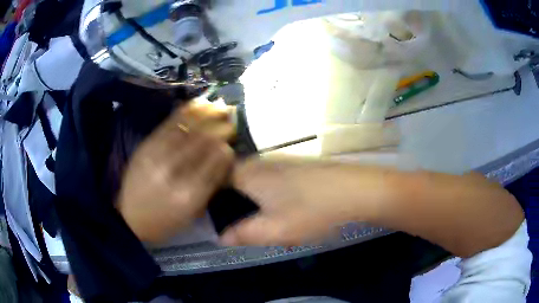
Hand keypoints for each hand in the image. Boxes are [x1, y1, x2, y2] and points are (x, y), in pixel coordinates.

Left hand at [117, 103, 234, 242]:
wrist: (130, 218)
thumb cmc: (166, 221)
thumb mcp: (193, 213)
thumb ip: (211, 186)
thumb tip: (225, 157)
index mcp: (190, 194)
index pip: (216, 162)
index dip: (226, 147)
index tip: (232, 139)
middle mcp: (175, 173)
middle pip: (202, 141)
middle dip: (219, 125)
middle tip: (229, 115)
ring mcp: (157, 157)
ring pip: (187, 129)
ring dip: (205, 114)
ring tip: (216, 104)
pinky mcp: (145, 147)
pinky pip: (168, 125)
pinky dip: (184, 112)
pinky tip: (195, 104)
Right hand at [221, 158, 388, 245]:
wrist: (356, 190)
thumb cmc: (312, 211)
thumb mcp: (274, 230)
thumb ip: (244, 234)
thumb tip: (221, 237)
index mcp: (250, 174)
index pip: (218, 179)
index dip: (213, 197)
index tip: (216, 215)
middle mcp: (262, 161)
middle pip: (236, 179)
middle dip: (235, 202)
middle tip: (244, 223)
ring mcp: (282, 161)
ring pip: (256, 180)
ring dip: (255, 200)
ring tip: (267, 220)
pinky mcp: (298, 164)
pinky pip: (273, 179)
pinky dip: (271, 194)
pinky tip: (288, 209)